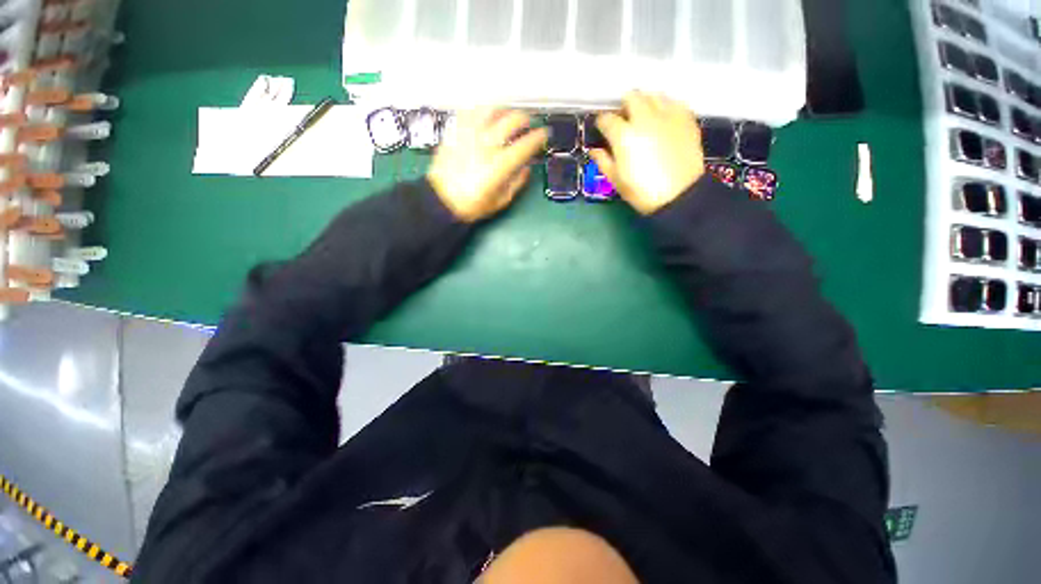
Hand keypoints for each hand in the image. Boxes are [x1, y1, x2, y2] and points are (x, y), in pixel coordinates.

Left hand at [428, 108, 548, 222]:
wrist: (442, 201)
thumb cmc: (473, 205)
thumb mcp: (501, 201)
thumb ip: (517, 183)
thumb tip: (526, 168)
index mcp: (500, 165)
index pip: (525, 144)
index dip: (538, 137)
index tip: (544, 134)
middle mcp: (486, 145)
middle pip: (511, 120)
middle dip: (524, 119)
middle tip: (527, 123)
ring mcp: (469, 136)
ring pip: (490, 109)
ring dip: (503, 110)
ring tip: (507, 114)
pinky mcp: (455, 132)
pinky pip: (468, 111)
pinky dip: (480, 109)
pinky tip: (484, 114)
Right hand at [589, 92, 704, 215]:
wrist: (679, 195)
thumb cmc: (642, 192)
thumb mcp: (616, 180)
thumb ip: (603, 161)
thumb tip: (594, 150)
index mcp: (623, 135)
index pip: (606, 119)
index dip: (602, 123)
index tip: (602, 129)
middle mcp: (644, 118)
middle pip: (631, 97)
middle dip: (624, 106)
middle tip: (624, 120)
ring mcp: (667, 115)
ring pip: (653, 95)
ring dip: (645, 103)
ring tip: (645, 118)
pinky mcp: (686, 118)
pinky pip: (673, 102)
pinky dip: (665, 107)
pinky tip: (664, 120)